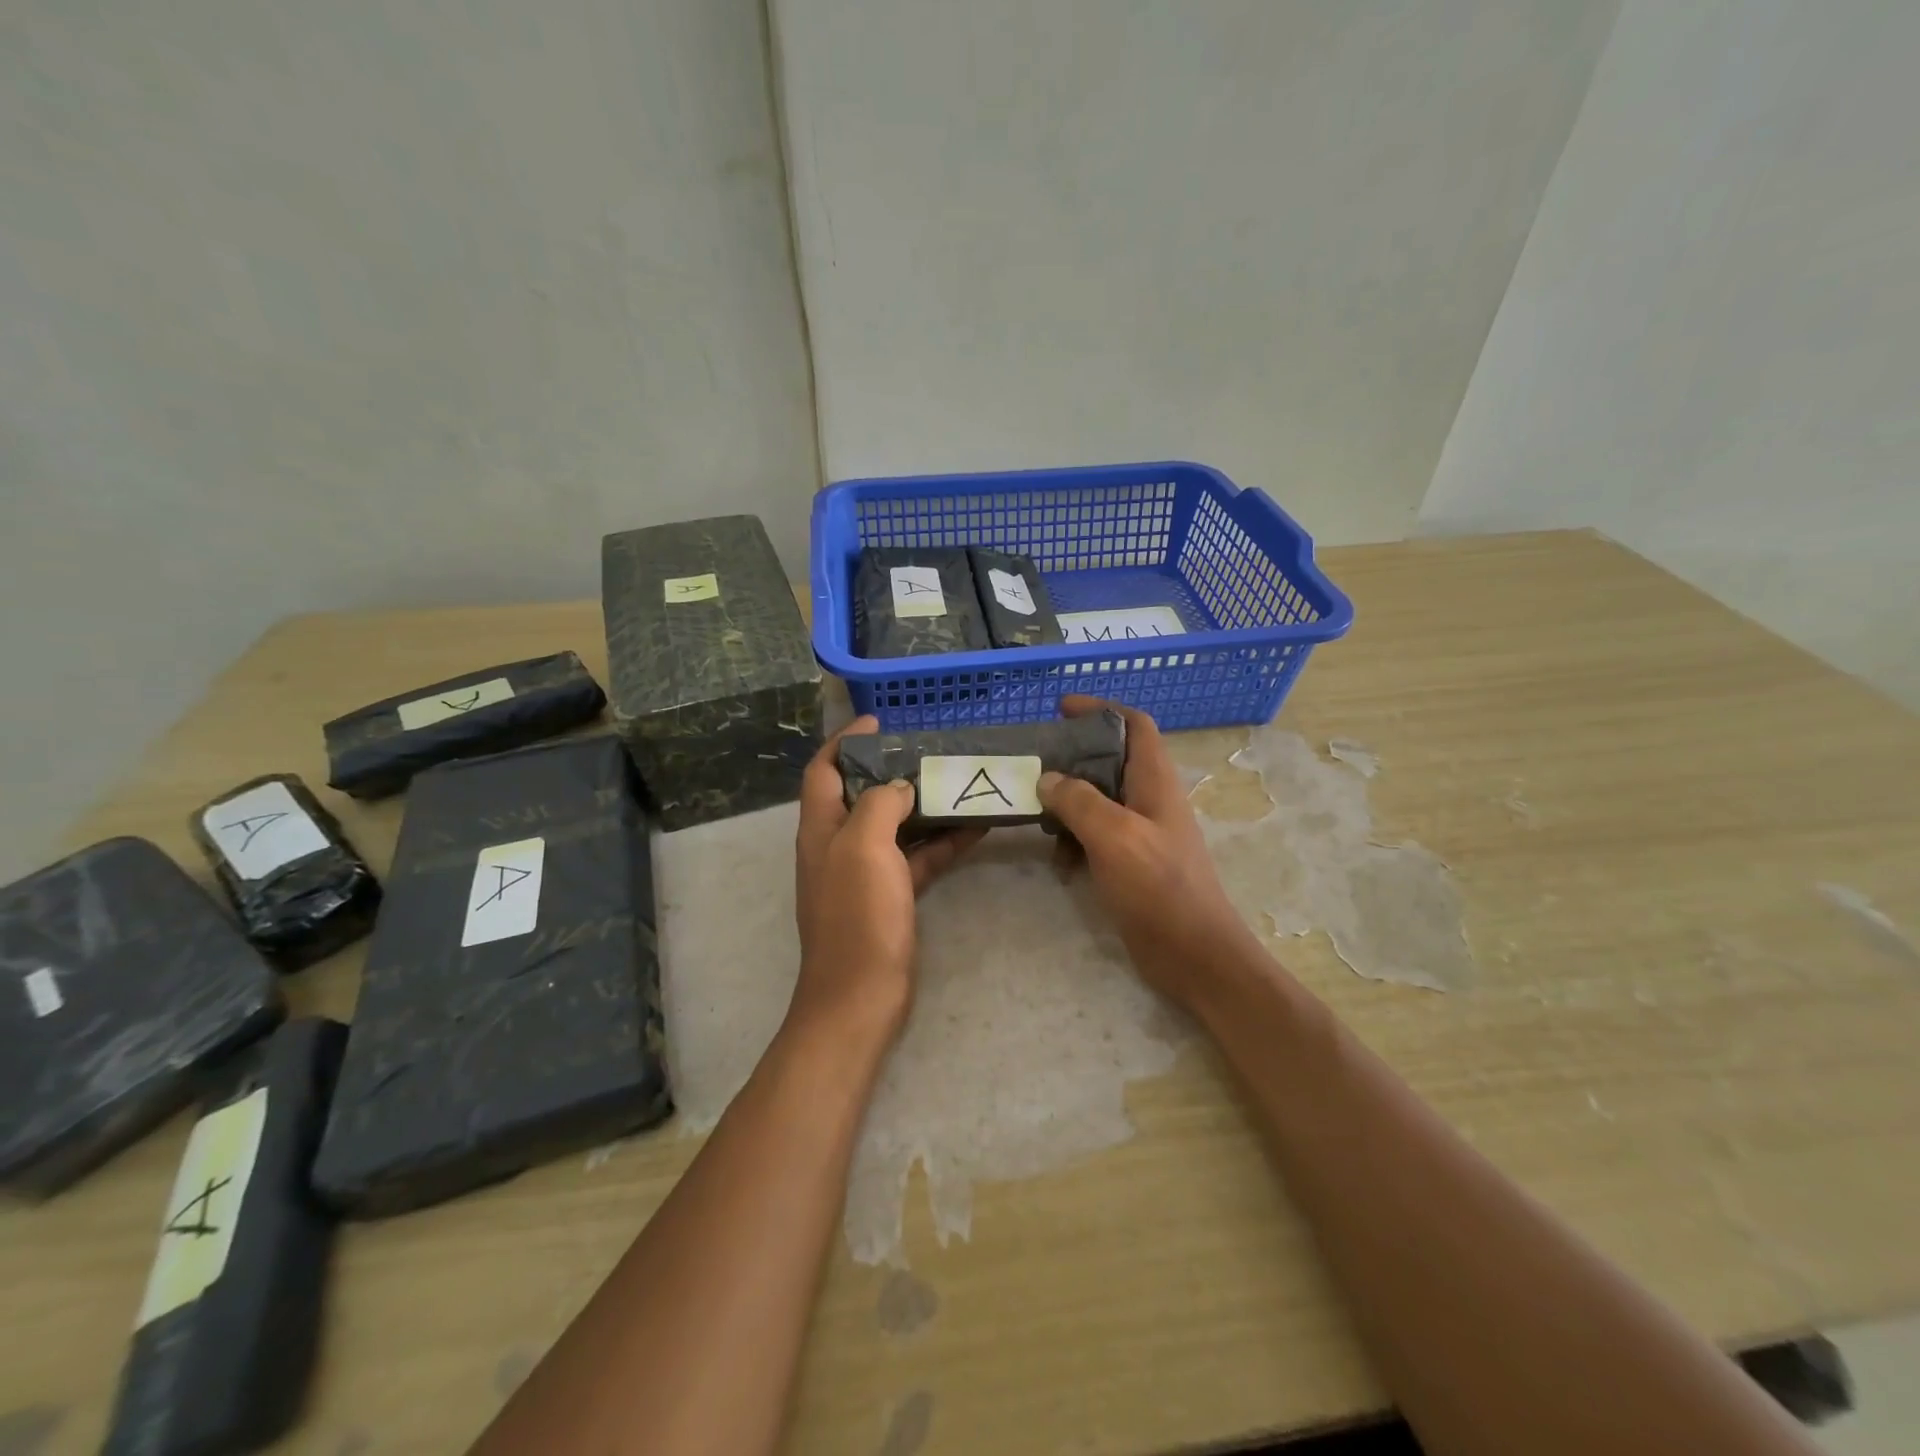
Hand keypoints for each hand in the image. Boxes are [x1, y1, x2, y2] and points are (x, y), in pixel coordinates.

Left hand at [791, 715, 984, 1044]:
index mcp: (821, 827)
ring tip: (960, 780)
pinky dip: (942, 841)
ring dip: (924, 804)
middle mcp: (839, 845)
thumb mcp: (864, 847)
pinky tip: (976, 827)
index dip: (844, 741)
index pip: (824, 770)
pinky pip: (918, 857)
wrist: (861, 996)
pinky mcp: (891, 896)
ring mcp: (866, 873)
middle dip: (893, 768)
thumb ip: (880, 804)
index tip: (879, 721)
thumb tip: (900, 785)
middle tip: (931, 751)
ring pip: (896, 825)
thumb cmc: (857, 916)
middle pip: (863, 794)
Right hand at [1038, 697, 1263, 1008]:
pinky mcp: (1132, 862)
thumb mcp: (1115, 836)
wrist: (1194, 954)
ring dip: (1069, 802)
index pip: (1134, 724)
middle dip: (1073, 757)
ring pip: (1099, 799)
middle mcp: (1150, 799)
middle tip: (1035, 763)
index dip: (1101, 709)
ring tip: (1036, 812)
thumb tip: (1048, 778)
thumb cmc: (1159, 887)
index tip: (1061, 708)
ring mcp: (1142, 832)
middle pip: (1110, 760)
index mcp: (1155, 781)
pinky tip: (1058, 860)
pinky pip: (1097, 836)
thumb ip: (1079, 801)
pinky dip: (1075, 839)